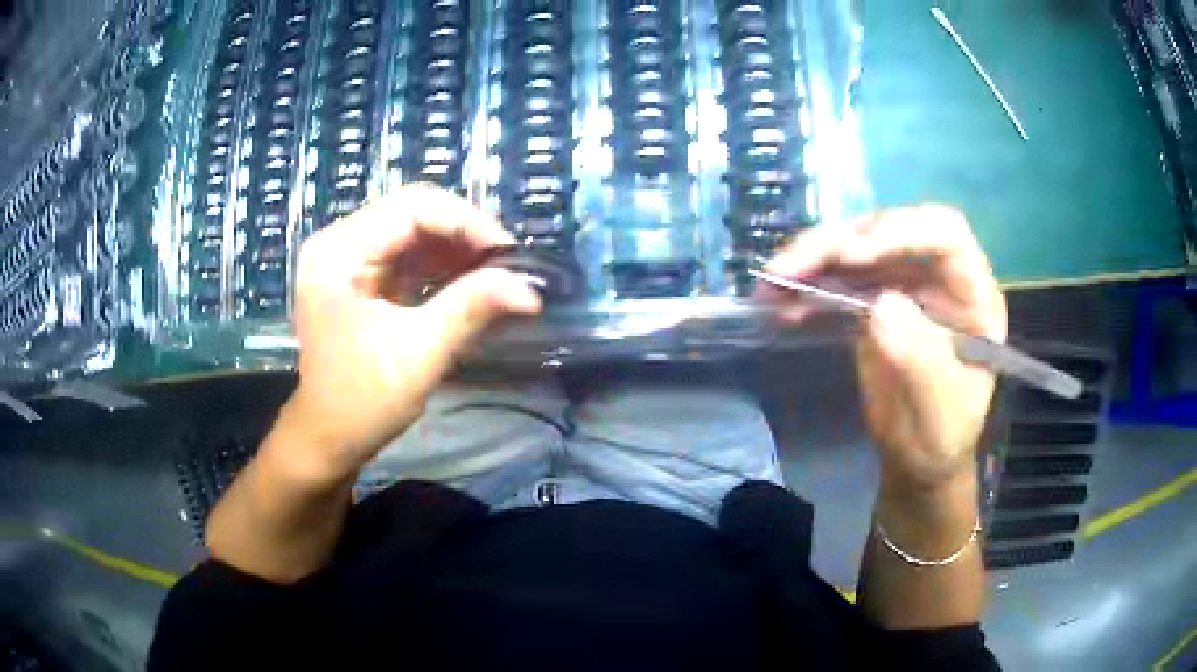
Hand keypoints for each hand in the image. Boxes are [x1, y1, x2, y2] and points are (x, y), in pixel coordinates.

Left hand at [285, 186, 541, 479]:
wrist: (328, 440)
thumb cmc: (363, 401)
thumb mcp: (419, 352)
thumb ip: (472, 307)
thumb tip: (531, 289)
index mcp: (339, 251)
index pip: (413, 207)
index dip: (467, 222)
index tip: (511, 255)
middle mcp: (339, 242)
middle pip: (413, 212)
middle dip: (465, 234)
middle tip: (509, 264)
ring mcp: (347, 259)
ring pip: (414, 231)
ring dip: (457, 249)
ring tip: (497, 274)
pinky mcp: (359, 278)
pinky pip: (408, 256)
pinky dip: (442, 266)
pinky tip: (471, 282)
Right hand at [764, 205, 1006, 491]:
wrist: (919, 456)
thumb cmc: (943, 434)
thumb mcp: (941, 409)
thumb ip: (921, 359)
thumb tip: (880, 306)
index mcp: (971, 292)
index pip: (946, 235)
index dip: (901, 231)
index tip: (852, 254)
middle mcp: (937, 275)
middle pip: (889, 231)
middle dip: (838, 242)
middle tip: (789, 268)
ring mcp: (903, 283)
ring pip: (855, 248)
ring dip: (811, 258)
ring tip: (771, 283)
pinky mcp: (871, 298)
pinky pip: (836, 278)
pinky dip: (806, 286)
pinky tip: (778, 302)